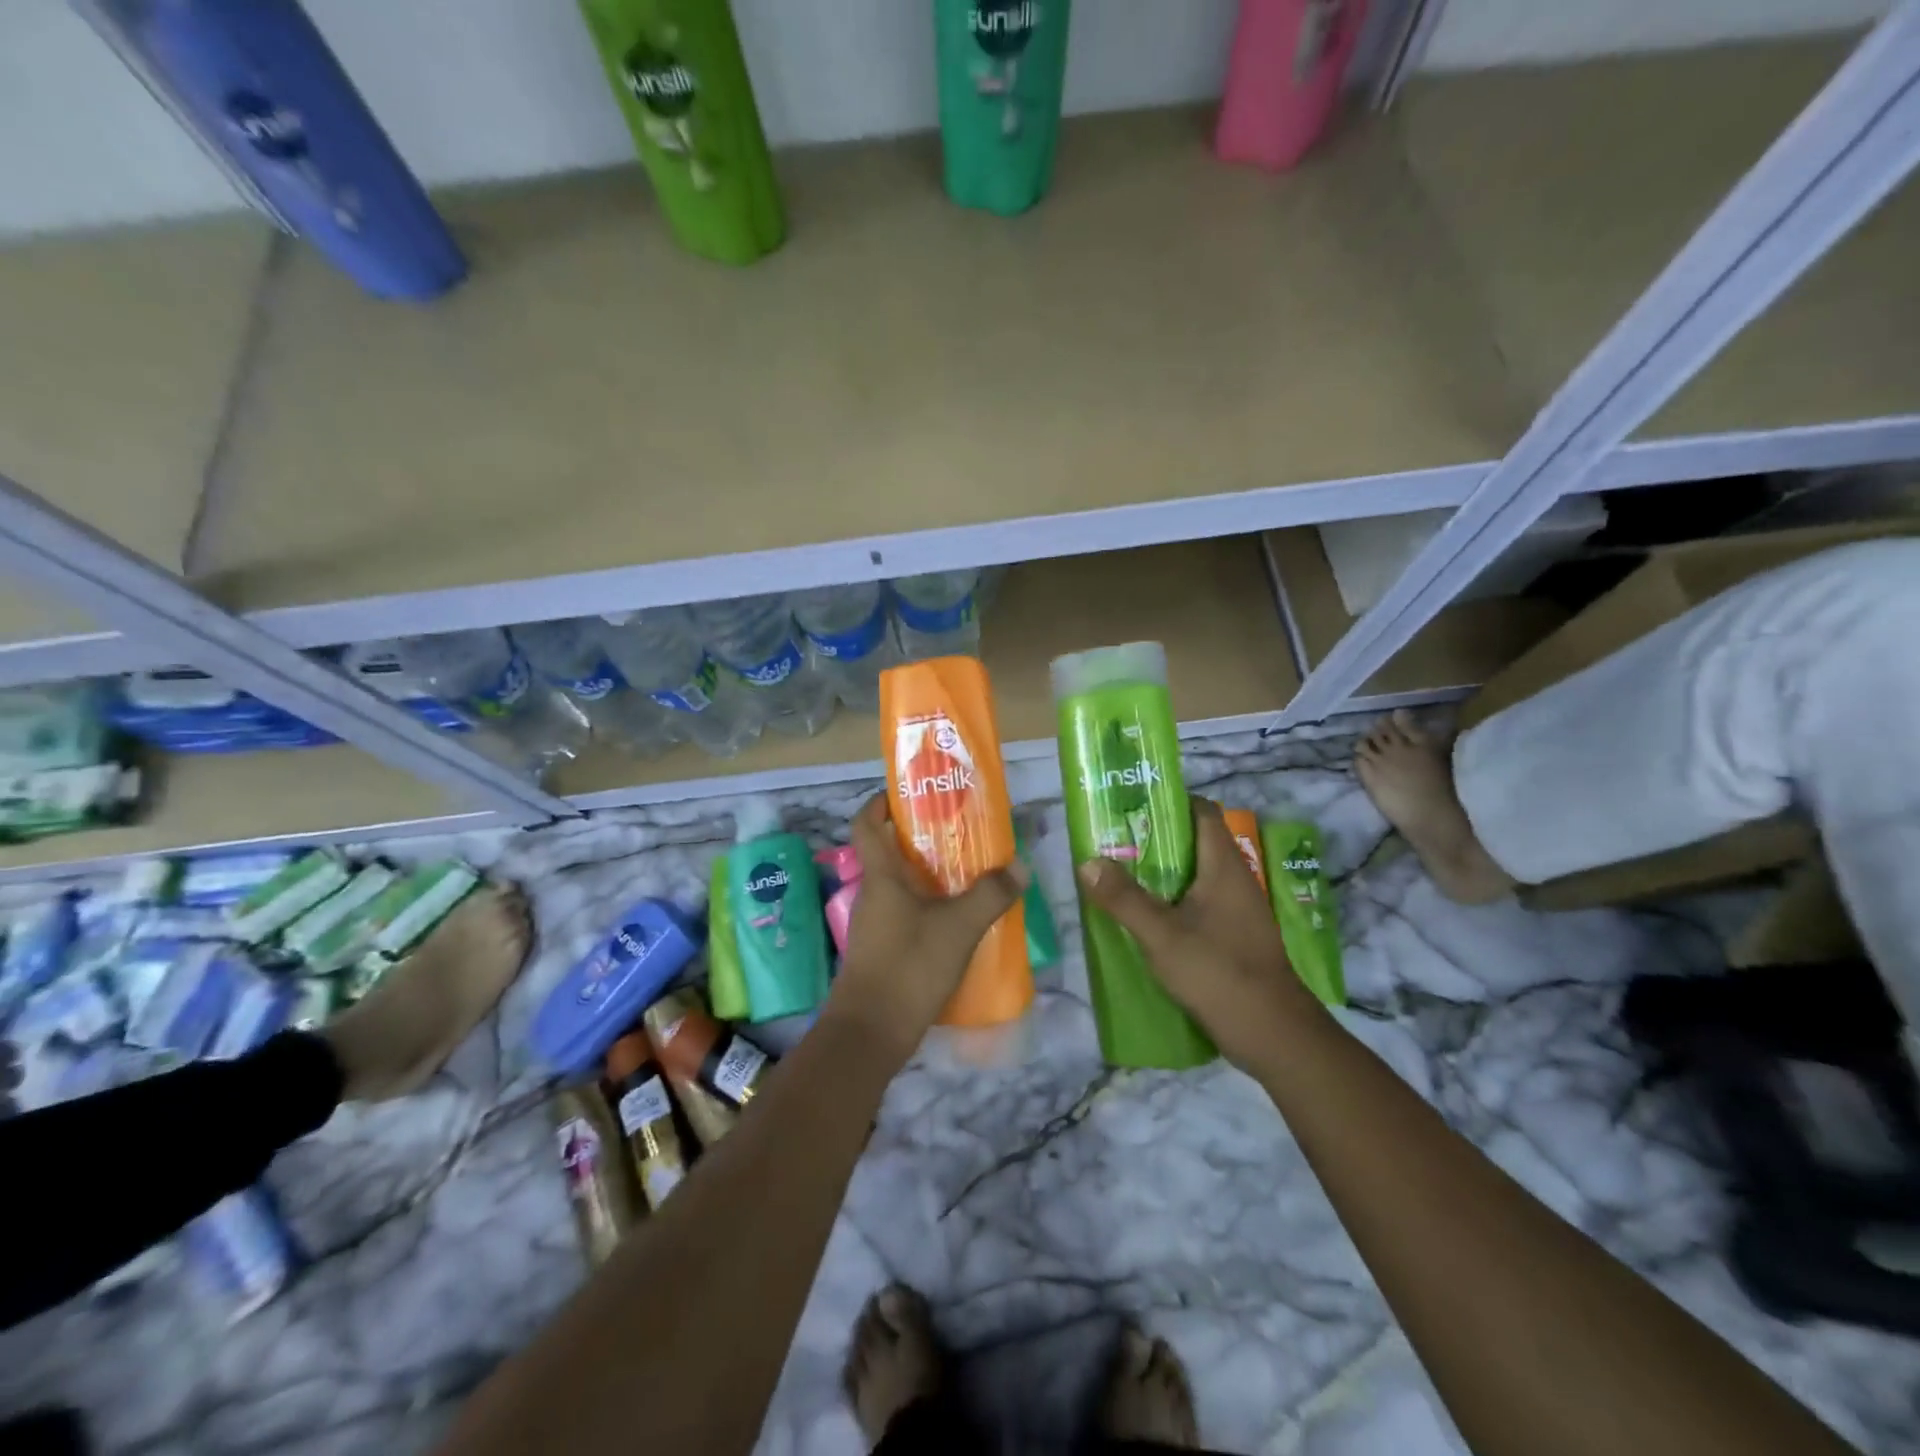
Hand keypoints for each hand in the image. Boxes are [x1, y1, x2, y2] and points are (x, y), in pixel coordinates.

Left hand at [829, 795, 1028, 1054]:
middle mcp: (873, 894)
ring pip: (900, 885)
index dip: (879, 802)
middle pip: (888, 852)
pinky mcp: (883, 950)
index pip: (865, 824)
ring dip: (928, 874)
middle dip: (920, 838)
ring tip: (969, 872)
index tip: (907, 793)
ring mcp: (875, 924)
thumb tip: (1019, 866)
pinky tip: (959, 918)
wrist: (869, 1034)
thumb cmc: (908, 967)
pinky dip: (929, 906)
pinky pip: (906, 913)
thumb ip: (990, 895)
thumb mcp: (959, 928)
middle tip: (959, 831)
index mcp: (881, 876)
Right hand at [1076, 796, 1318, 1068]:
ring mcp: (1237, 910)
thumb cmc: (1219, 973)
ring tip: (1120, 878)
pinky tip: (1145, 919)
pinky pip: (1198, 905)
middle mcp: (1234, 880)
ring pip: (1194, 876)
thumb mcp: (1162, 935)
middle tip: (1113, 844)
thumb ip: (1124, 899)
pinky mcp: (1234, 937)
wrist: (1273, 1035)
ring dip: (1160, 875)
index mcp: (1224, 866)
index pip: (1201, 812)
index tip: (1131, 807)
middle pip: (1194, 843)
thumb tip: (1088, 862)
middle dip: (1154, 840)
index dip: (1169, 802)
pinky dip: (1171, 903)